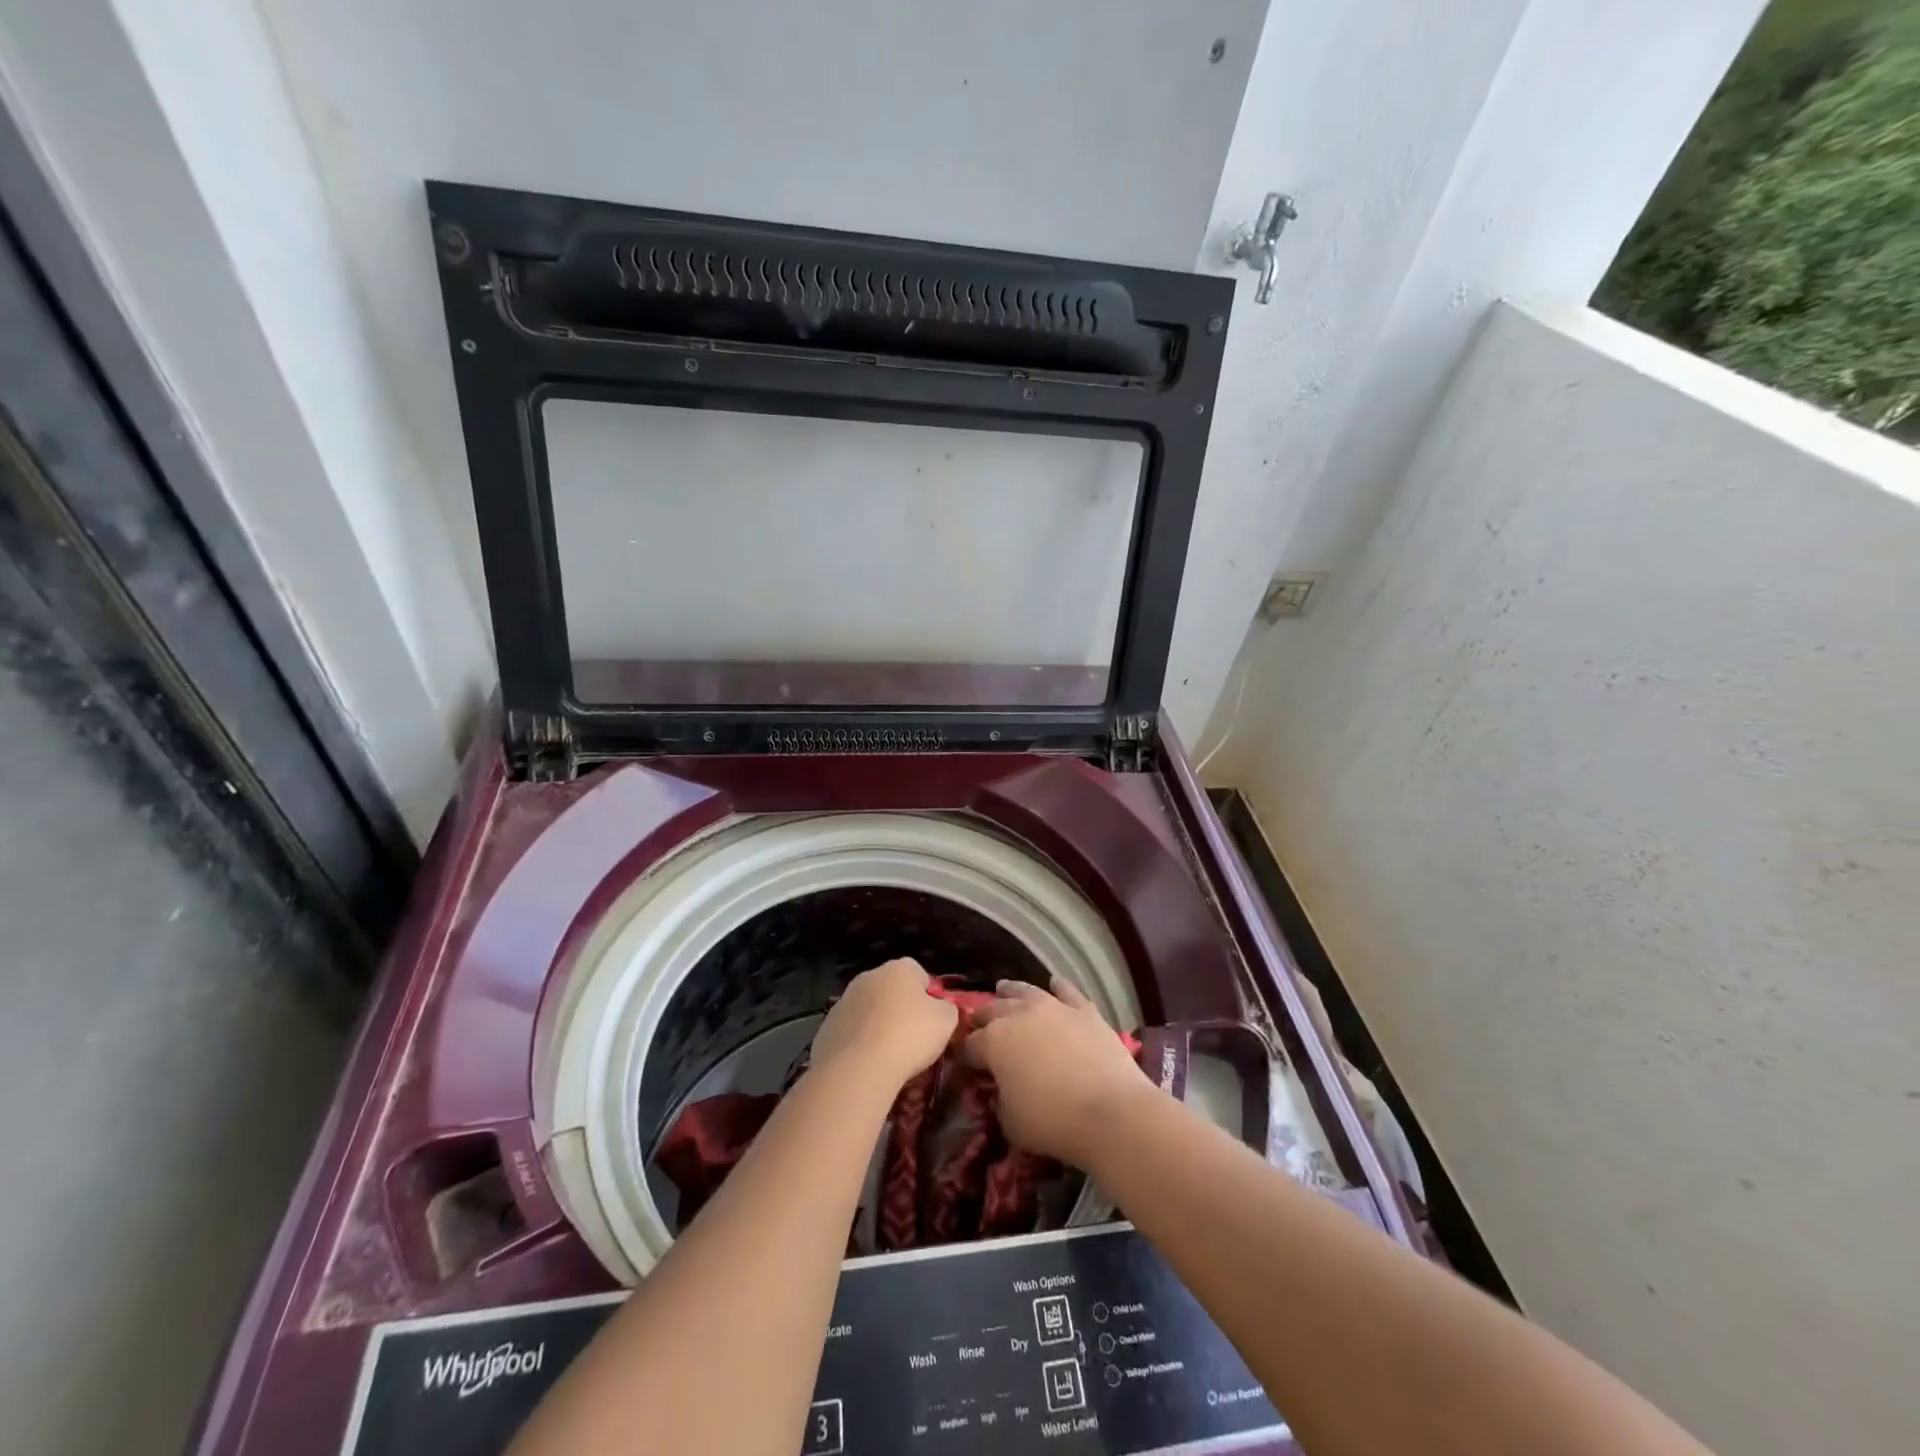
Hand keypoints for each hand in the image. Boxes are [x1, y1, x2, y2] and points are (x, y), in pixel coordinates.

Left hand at [810, 958, 957, 1093]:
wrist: (859, 1068)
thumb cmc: (910, 1036)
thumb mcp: (947, 1021)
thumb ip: (947, 1009)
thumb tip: (940, 1010)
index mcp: (899, 968)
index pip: (920, 975)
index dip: (929, 998)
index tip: (933, 1022)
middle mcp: (868, 976)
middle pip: (891, 991)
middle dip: (901, 1010)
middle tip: (912, 1040)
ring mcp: (843, 1001)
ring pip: (868, 1012)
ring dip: (878, 1027)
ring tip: (889, 1058)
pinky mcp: (826, 1028)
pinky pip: (850, 1033)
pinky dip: (859, 1045)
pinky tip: (867, 1065)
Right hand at [963, 978, 1147, 1166]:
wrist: (1110, 1110)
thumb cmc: (1052, 1121)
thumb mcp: (1010, 1122)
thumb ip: (1000, 1100)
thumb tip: (1002, 1090)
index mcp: (994, 1042)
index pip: (971, 1045)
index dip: (965, 1054)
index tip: (966, 1063)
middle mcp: (1020, 1015)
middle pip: (993, 1010)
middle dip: (983, 1017)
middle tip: (978, 1024)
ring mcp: (1054, 1008)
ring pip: (1026, 991)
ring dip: (1011, 991)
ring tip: (1003, 988)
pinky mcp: (1084, 1010)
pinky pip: (1067, 991)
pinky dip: (1059, 986)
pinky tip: (1055, 983)